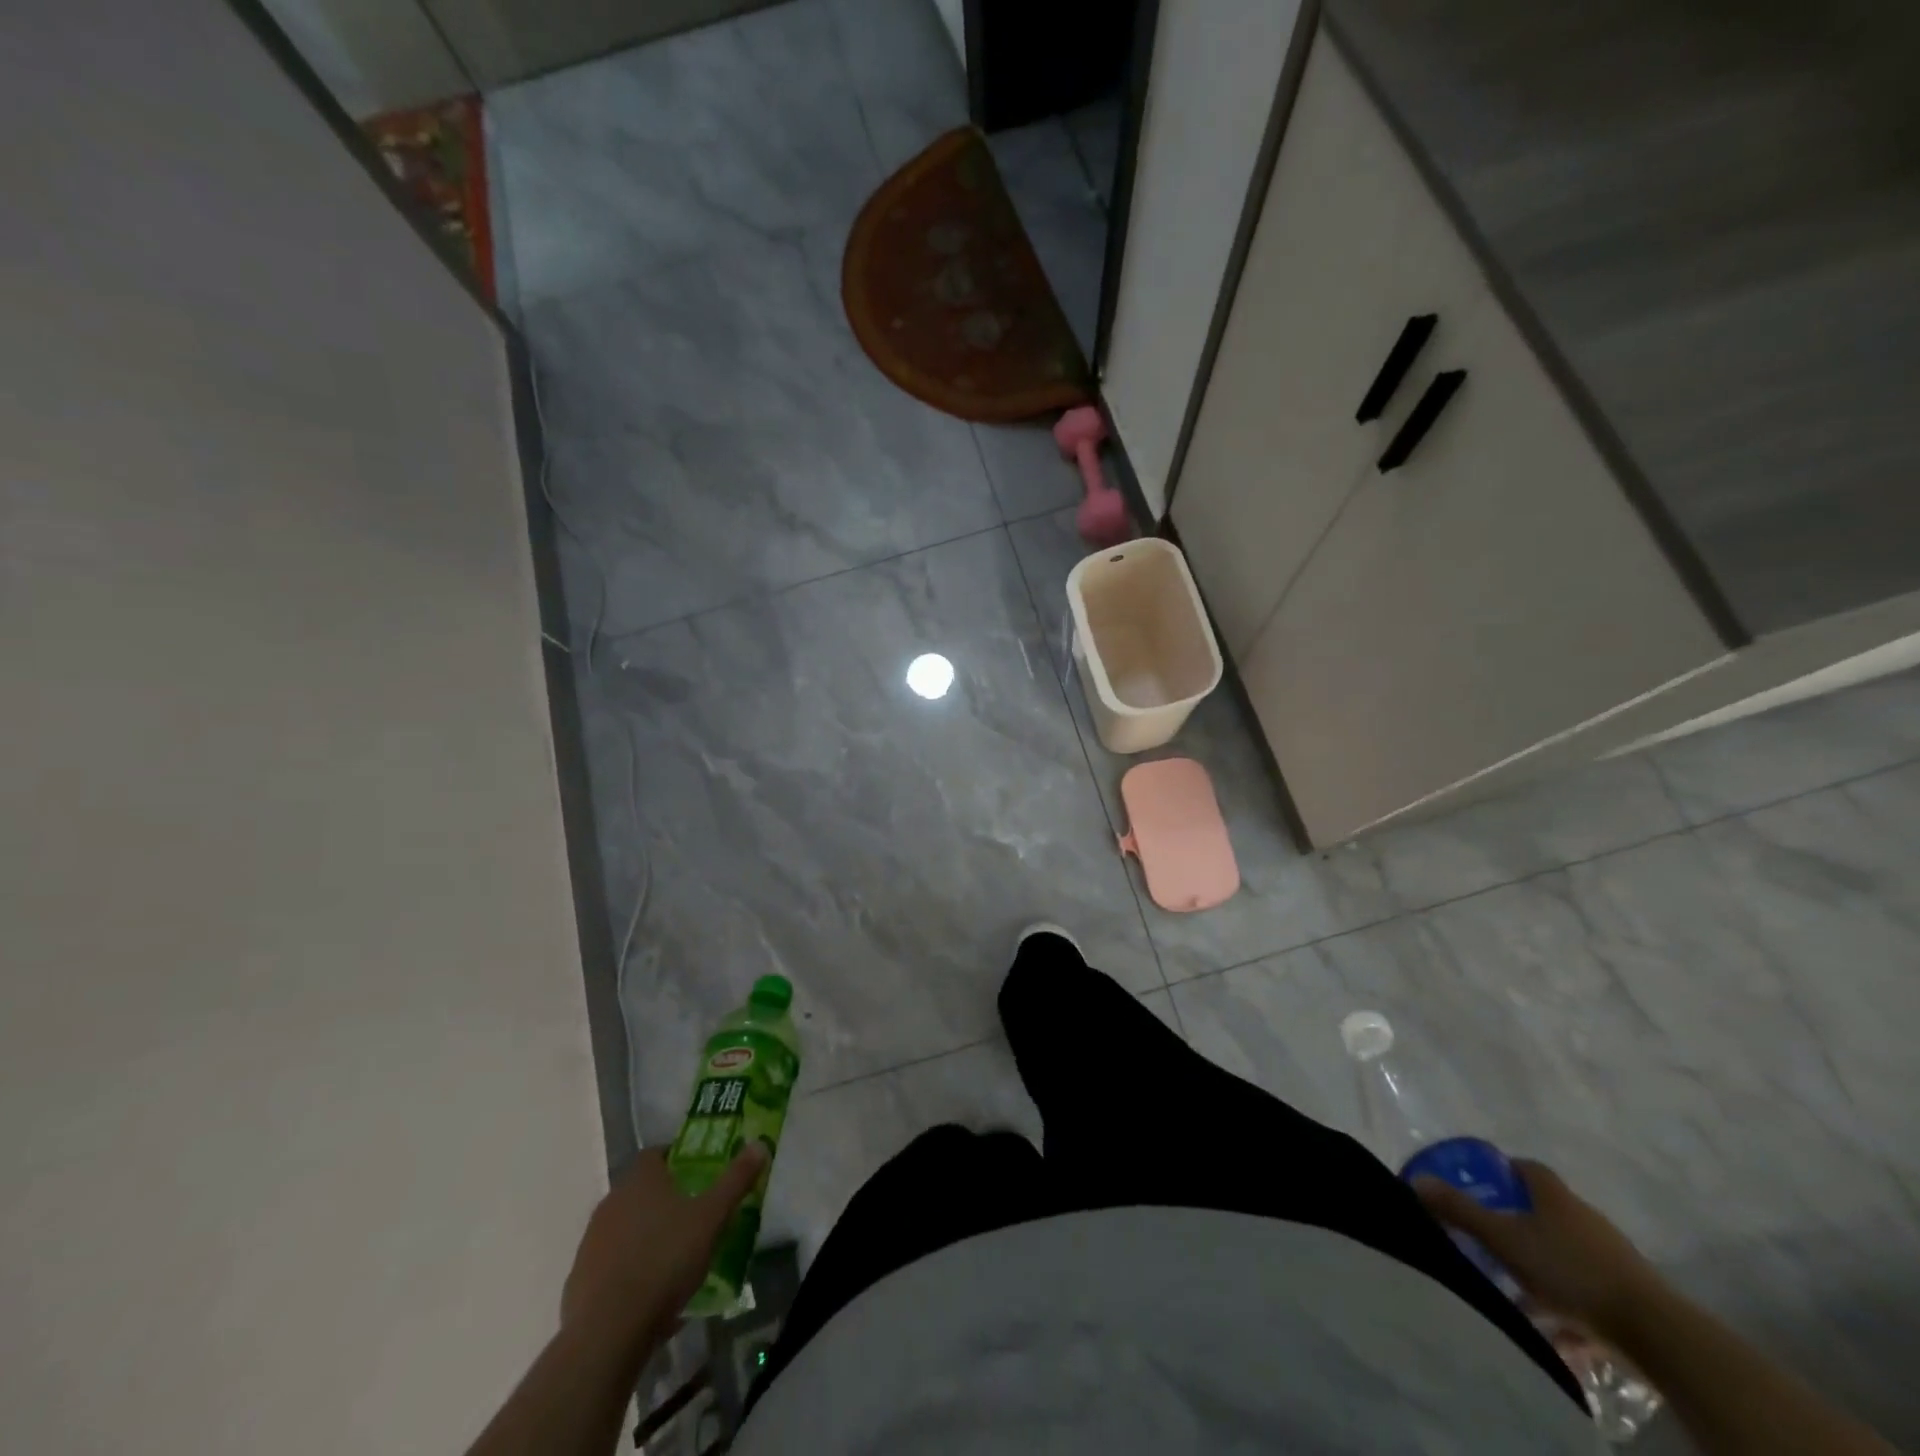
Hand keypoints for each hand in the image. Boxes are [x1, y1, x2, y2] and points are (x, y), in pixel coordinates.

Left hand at [560, 1145, 766, 1334]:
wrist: (608, 1332)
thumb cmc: (664, 1260)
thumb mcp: (712, 1217)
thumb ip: (736, 1180)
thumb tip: (760, 1143)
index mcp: (640, 1179)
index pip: (656, 1153)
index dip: (677, 1159)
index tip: (698, 1174)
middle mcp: (611, 1202)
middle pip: (641, 1191)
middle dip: (665, 1201)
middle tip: (694, 1217)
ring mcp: (591, 1243)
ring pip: (626, 1229)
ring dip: (647, 1238)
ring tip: (676, 1260)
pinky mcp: (580, 1281)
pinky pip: (613, 1266)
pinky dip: (631, 1273)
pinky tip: (652, 1296)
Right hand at [1413, 1158, 1662, 1338]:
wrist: (1655, 1331)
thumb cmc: (1569, 1269)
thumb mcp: (1504, 1238)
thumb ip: (1460, 1210)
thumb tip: (1416, 1181)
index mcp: (1554, 1195)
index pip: (1526, 1168)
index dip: (1503, 1170)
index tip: (1482, 1182)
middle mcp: (1584, 1218)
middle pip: (1545, 1210)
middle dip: (1518, 1222)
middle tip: (1488, 1236)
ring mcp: (1611, 1257)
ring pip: (1565, 1254)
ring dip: (1542, 1268)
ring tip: (1515, 1289)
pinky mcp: (1629, 1296)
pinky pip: (1588, 1294)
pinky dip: (1569, 1308)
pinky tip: (1554, 1332)